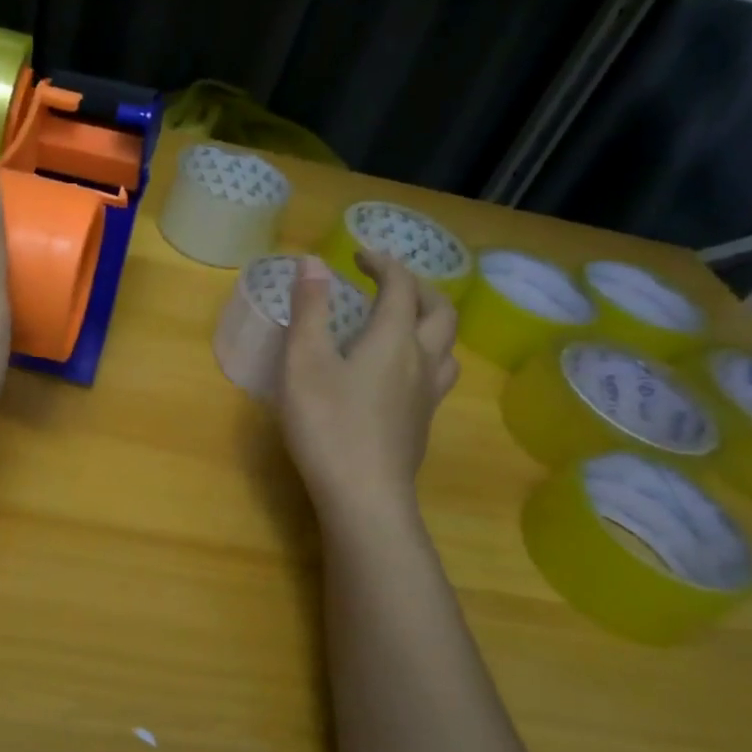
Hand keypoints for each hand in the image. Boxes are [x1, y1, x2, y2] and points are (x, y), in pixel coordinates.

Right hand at [280, 252, 458, 517]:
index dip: (383, 263)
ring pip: (447, 347)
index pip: (401, 286)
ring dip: (430, 322)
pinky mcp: (421, 424)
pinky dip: (424, 355)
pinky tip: (399, 374)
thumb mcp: (305, 361)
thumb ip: (309, 310)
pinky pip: (437, 375)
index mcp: (393, 339)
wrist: (364, 496)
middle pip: (440, 311)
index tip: (359, 255)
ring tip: (402, 324)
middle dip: (417, 287)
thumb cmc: (328, 423)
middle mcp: (421, 361)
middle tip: (387, 283)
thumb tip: (312, 262)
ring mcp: (426, 396)